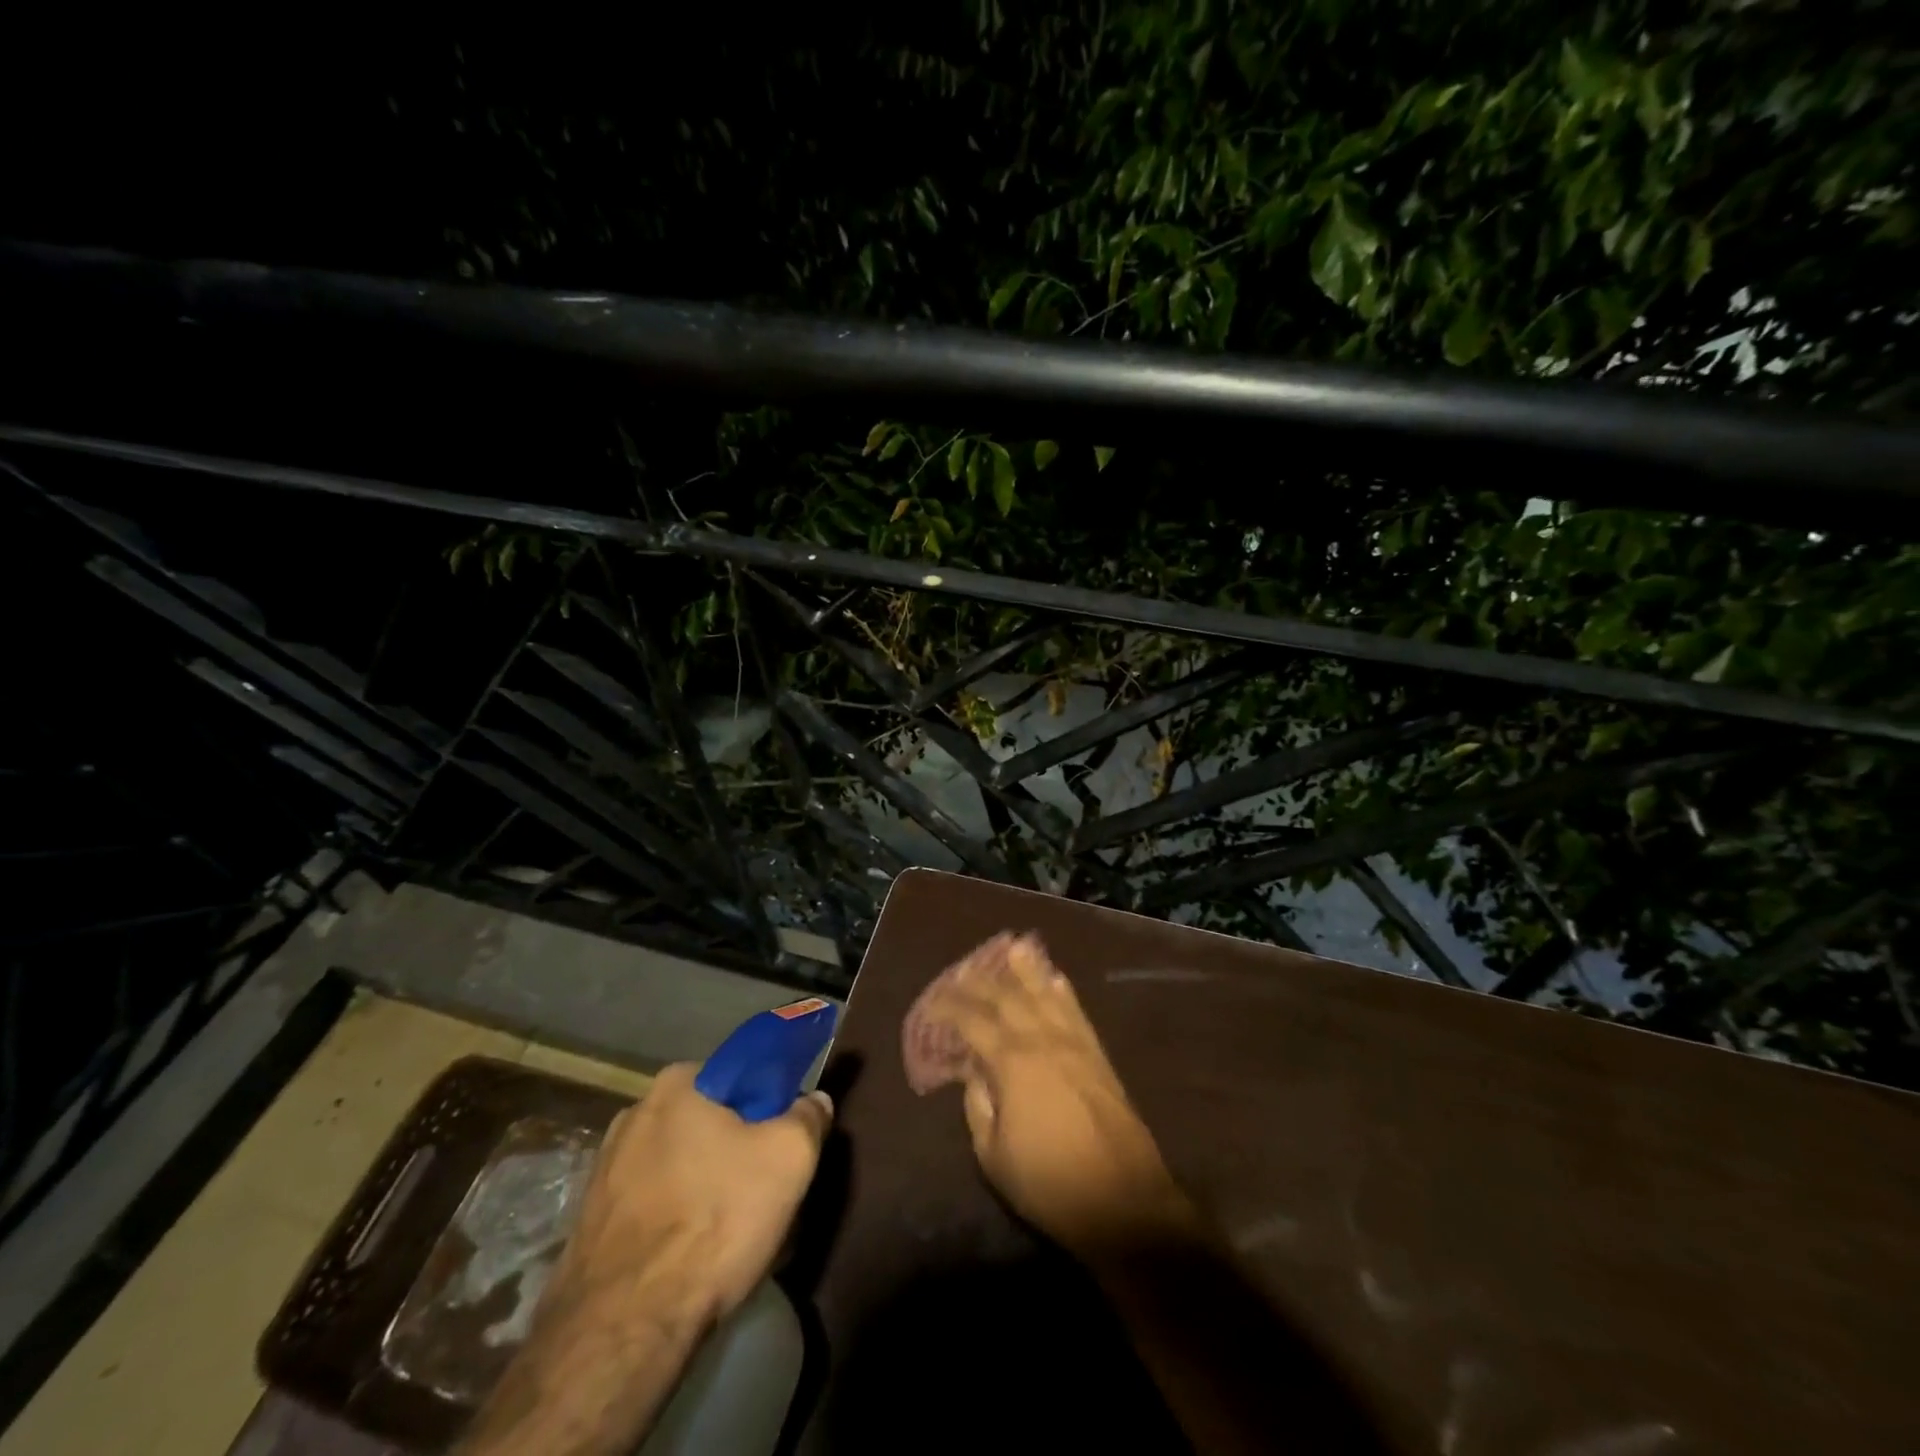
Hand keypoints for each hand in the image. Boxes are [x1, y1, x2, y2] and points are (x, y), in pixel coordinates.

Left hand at [546, 1062, 833, 1332]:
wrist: (626, 1327)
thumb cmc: (716, 1219)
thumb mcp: (791, 1157)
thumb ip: (809, 1116)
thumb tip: (813, 1101)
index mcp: (678, 1082)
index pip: (741, 1075)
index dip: (771, 1105)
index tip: (786, 1141)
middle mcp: (634, 1112)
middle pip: (710, 1121)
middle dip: (738, 1148)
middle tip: (766, 1188)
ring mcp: (604, 1168)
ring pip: (680, 1164)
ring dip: (706, 1185)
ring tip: (732, 1231)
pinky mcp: (590, 1221)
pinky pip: (652, 1204)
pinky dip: (675, 1219)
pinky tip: (694, 1256)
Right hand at [913, 931, 1194, 1257]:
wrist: (1123, 1201)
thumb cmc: (1049, 1183)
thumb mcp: (993, 1155)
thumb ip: (978, 1105)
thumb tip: (976, 1073)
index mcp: (1011, 1062)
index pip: (973, 1021)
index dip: (949, 1007)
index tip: (933, 1002)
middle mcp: (1042, 1040)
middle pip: (1007, 997)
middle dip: (982, 980)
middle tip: (963, 968)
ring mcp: (1074, 1043)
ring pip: (1045, 994)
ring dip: (1027, 970)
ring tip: (1014, 947)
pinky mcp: (1098, 1055)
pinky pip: (1076, 1011)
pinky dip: (1063, 991)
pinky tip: (1056, 978)